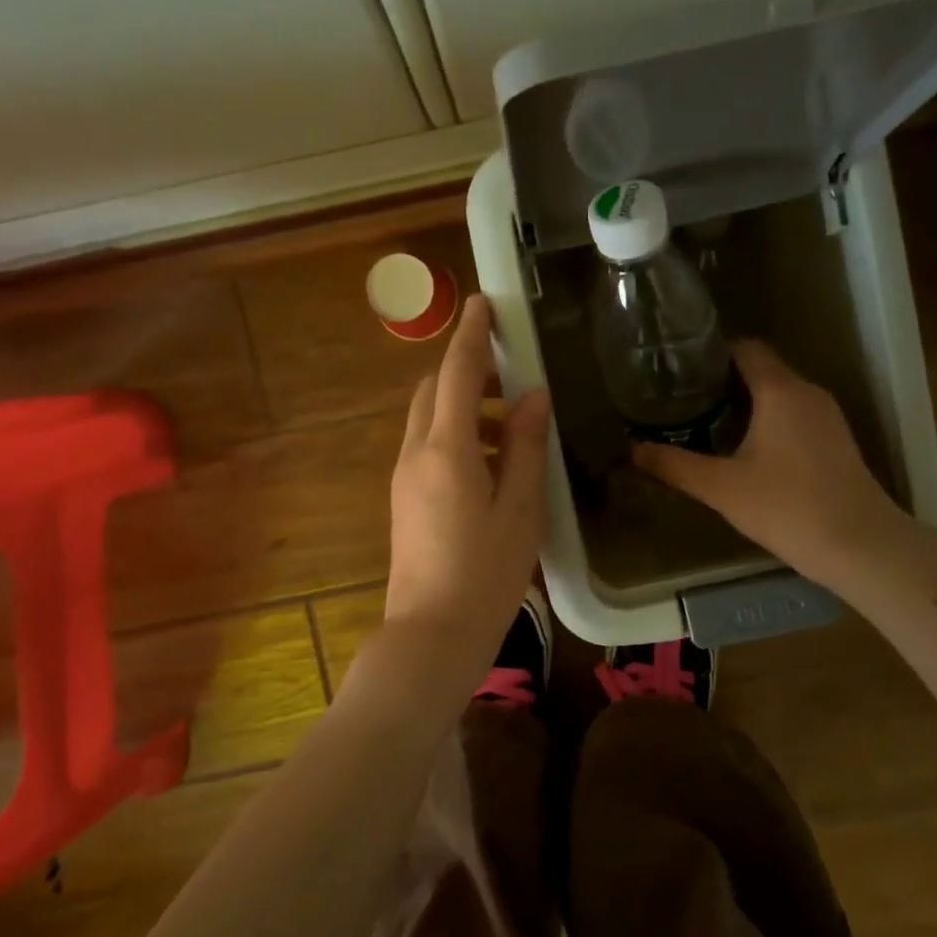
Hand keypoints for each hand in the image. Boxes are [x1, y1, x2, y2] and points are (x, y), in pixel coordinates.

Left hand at [385, 295, 549, 659]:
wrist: (432, 633)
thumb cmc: (486, 574)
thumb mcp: (520, 509)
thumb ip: (524, 447)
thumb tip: (532, 397)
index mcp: (446, 449)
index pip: (458, 373)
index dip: (473, 335)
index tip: (485, 304)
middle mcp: (416, 453)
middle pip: (435, 391)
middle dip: (469, 373)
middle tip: (513, 379)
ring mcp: (404, 477)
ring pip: (430, 419)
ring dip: (465, 408)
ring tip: (513, 431)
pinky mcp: (404, 499)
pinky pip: (427, 448)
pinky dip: (457, 437)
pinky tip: (492, 467)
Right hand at [633, 341, 913, 591]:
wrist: (860, 546)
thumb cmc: (787, 507)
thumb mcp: (721, 488)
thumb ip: (674, 465)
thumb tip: (633, 450)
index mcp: (781, 391)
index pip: (746, 349)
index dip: (713, 353)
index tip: (680, 369)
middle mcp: (808, 393)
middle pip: (762, 370)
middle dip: (722, 381)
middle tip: (683, 400)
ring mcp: (828, 418)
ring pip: (780, 394)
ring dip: (746, 403)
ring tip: (706, 423)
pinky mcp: (836, 442)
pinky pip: (795, 416)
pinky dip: (767, 421)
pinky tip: (745, 451)